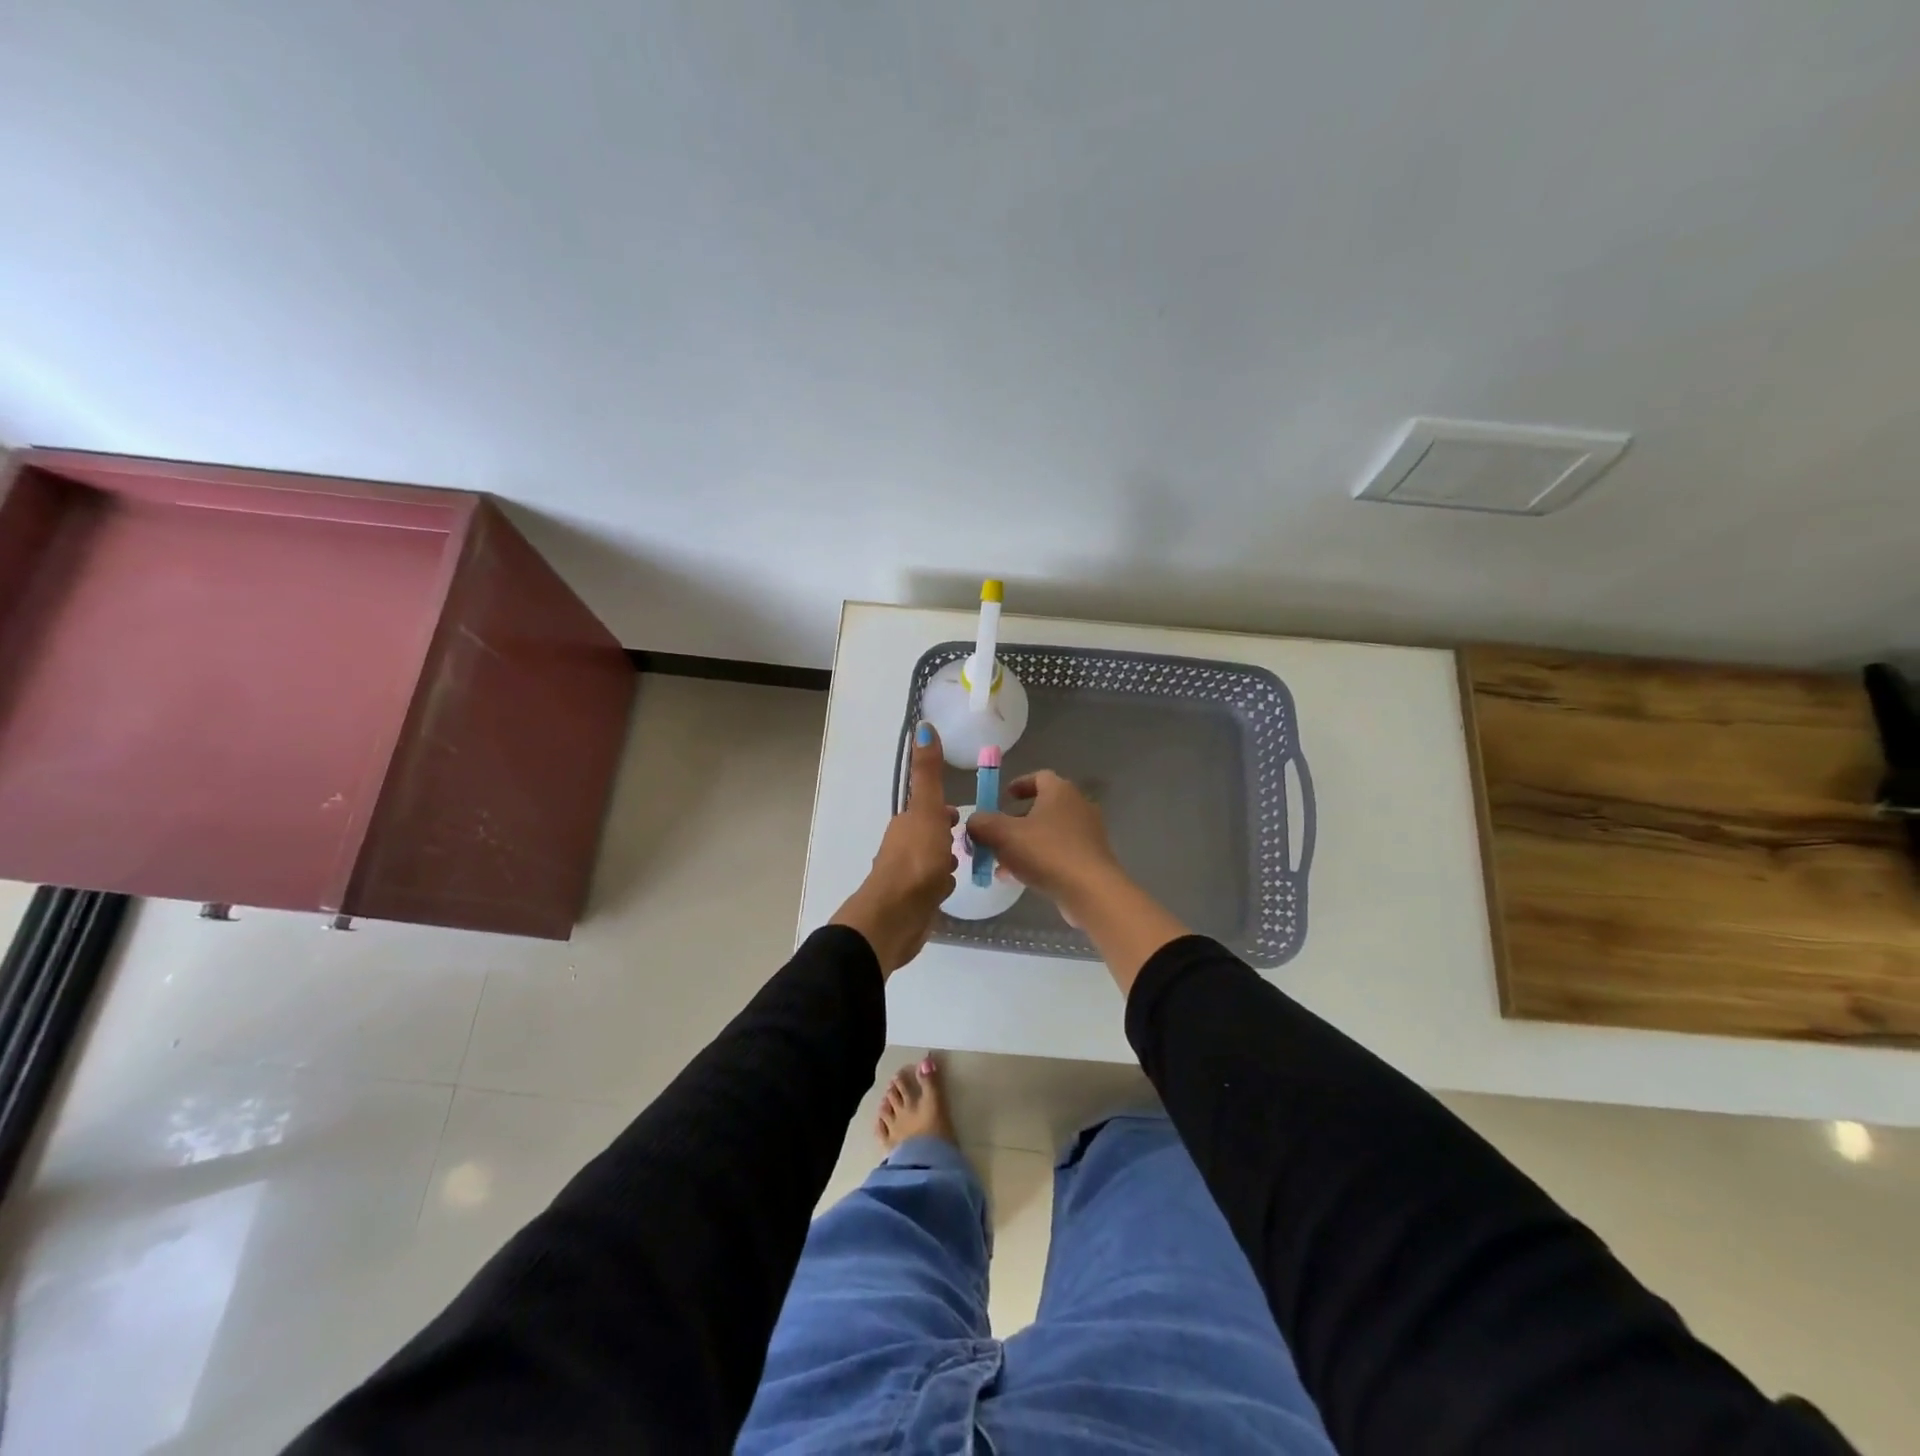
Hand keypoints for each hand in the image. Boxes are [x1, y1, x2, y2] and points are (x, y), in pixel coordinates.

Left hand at [831, 723, 958, 976]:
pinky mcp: (913, 902)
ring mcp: (907, 877)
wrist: (896, 916)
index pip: (928, 812)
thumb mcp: (926, 810)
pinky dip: (940, 887)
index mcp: (907, 824)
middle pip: (929, 836)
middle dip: (947, 837)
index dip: (944, 812)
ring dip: (945, 862)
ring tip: (964, 866)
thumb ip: (927, 773)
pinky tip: (949, 892)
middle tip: (971, 842)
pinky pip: (931, 888)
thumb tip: (922, 726)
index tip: (961, 816)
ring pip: (931, 863)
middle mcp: (903, 847)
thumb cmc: (916, 860)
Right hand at [967, 770, 1188, 995]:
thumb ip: (982, 824)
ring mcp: (1087, 833)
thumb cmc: (1046, 852)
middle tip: (996, 834)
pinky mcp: (1091, 858)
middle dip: (1016, 820)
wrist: (1091, 891)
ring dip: (1024, 843)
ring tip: (1001, 862)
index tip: (1002, 797)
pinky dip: (1039, 859)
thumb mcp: (1003, 835)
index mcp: (1060, 791)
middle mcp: (1078, 806)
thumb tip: (973, 821)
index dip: (1019, 785)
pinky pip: (1058, 852)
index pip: (1039, 777)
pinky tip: (1019, 878)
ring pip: (1048, 833)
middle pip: (1042, 807)